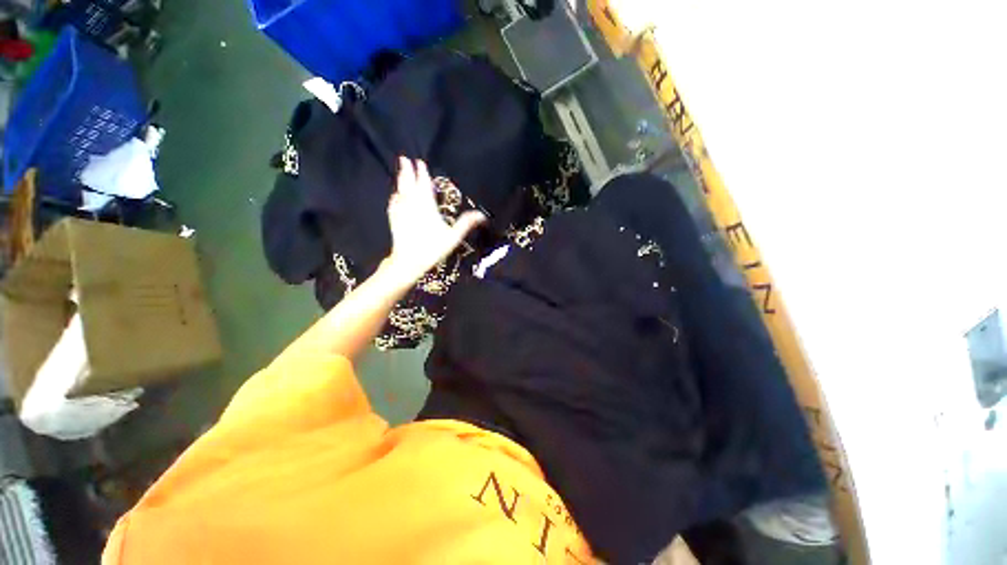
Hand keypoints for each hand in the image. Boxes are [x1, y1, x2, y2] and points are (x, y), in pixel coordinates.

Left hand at [384, 157, 485, 286]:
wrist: (409, 261)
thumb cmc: (433, 248)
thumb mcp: (453, 237)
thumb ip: (466, 223)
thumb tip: (482, 215)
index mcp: (427, 207)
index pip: (424, 185)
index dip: (422, 173)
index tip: (419, 162)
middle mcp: (413, 205)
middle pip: (409, 184)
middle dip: (407, 171)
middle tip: (404, 158)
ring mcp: (401, 212)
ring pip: (400, 192)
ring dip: (401, 181)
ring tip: (401, 172)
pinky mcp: (394, 220)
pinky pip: (394, 204)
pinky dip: (395, 197)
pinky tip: (395, 195)